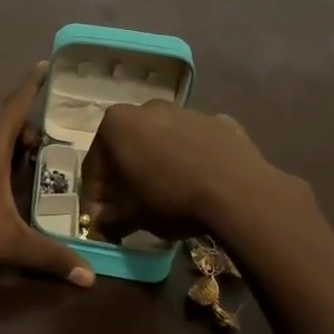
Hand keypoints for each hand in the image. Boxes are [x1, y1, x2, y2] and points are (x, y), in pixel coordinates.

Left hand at [0, 63, 94, 289]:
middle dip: (26, 132)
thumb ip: (51, 257)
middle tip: (45, 151)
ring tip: (19, 169)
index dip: (32, 85)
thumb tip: (89, 277)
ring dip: (2, 147)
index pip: (16, 106)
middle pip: (2, 125)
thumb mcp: (10, 245)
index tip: (44, 63)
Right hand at [80, 99, 299, 241]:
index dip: (95, 194)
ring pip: (163, 140)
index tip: (100, 217)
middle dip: (125, 174)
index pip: (95, 163)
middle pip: (128, 145)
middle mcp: (148, 108)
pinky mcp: (219, 122)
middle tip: (129, 205)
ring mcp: (187, 111)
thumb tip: (101, 225)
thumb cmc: (170, 198)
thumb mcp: (131, 216)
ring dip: (159, 163)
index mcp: (117, 123)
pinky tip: (200, 182)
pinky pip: (196, 143)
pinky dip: (192, 158)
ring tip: (168, 194)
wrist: (237, 191)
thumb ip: (109, 219)